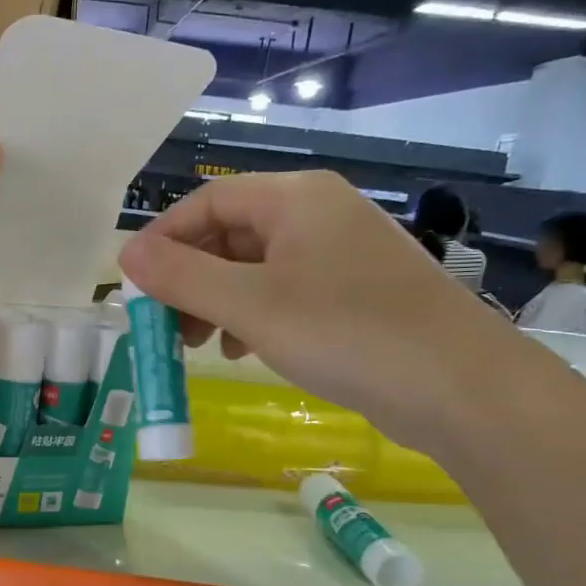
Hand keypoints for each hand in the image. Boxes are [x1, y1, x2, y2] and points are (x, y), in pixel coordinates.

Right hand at [116, 171, 518, 450]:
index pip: (207, 202)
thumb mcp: (250, 305)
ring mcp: (340, 253)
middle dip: (189, 279)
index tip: (133, 285)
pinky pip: (284, 292)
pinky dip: (252, 316)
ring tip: (196, 346)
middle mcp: (318, 213)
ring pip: (254, 267)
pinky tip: (242, 350)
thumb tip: (124, 253)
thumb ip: (182, 277)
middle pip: (229, 234)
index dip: (163, 240)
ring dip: (216, 302)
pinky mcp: (355, 292)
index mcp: (295, 198)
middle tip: (163, 324)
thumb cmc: (346, 332)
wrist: (461, 387)